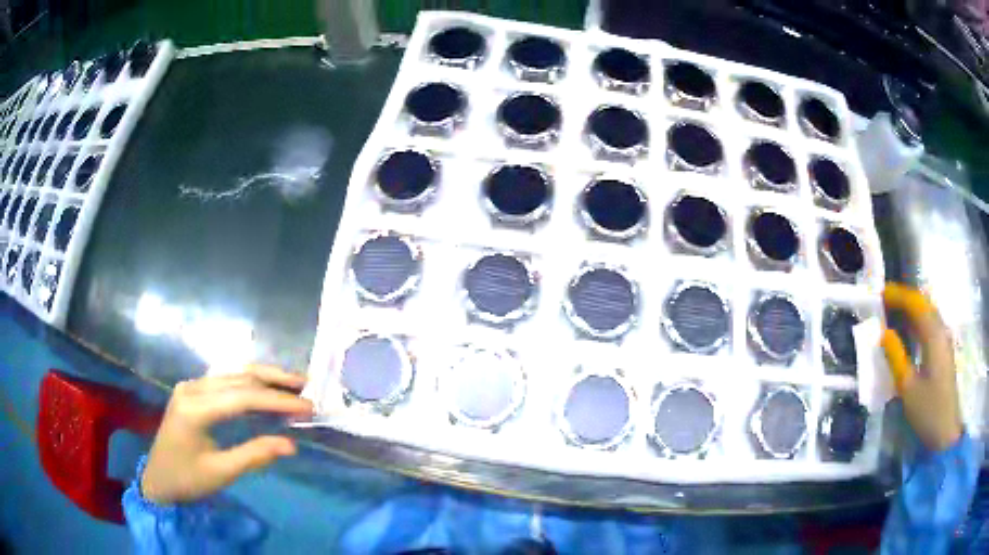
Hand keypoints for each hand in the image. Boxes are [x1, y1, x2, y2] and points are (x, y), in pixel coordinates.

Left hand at [141, 364, 312, 503]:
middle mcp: (192, 388)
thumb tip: (291, 444)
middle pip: (238, 376)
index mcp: (195, 409)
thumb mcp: (221, 472)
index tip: (307, 405)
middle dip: (274, 381)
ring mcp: (190, 386)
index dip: (277, 399)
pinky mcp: (192, 390)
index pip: (242, 396)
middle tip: (306, 387)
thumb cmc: (187, 480)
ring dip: (263, 376)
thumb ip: (254, 455)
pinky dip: (248, 382)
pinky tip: (265, 387)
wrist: (158, 478)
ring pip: (232, 373)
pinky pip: (224, 379)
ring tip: (292, 382)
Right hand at [881, 283, 962, 451]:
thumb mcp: (908, 388)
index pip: (916, 303)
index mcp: (934, 335)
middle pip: (923, 304)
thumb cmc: (928, 410)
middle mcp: (941, 331)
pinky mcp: (943, 352)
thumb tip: (884, 333)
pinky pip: (929, 326)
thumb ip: (896, 357)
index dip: (898, 295)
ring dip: (911, 309)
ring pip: (927, 314)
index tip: (880, 293)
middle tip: (884, 301)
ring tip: (892, 312)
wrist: (945, 432)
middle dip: (904, 299)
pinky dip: (917, 321)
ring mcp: (944, 341)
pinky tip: (908, 330)